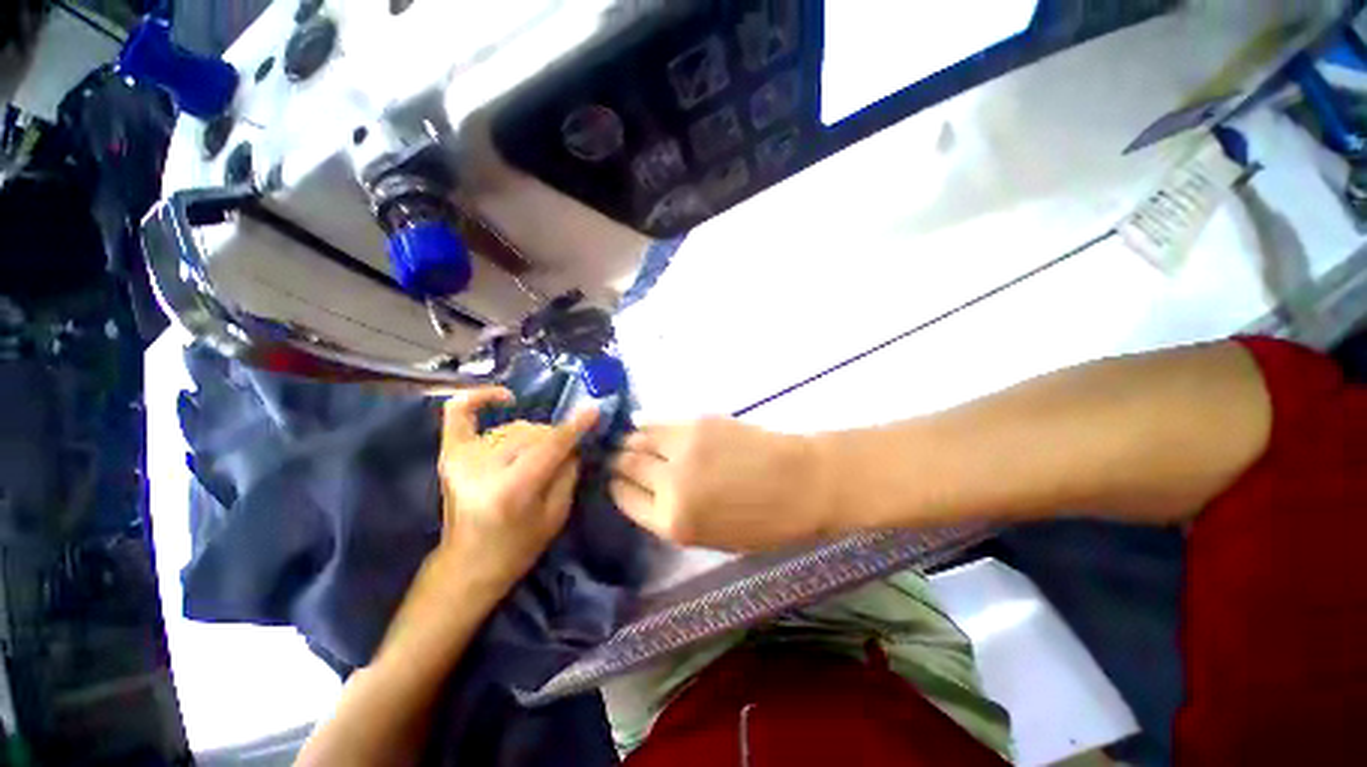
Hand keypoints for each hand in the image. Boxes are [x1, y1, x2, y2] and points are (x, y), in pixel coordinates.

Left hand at [435, 387, 599, 591]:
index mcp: (512, 488)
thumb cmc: (518, 546)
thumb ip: (568, 471)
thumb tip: (573, 440)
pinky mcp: (449, 453)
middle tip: (561, 457)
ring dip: (532, 436)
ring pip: (514, 427)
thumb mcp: (557, 514)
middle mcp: (483, 468)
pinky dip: (480, 398)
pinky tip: (505, 398)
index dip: (575, 426)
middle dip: (554, 440)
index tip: (594, 410)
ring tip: (534, 456)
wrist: (468, 563)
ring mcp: (461, 457)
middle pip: (533, 433)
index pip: (550, 445)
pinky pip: (459, 411)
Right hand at [609, 417, 831, 550]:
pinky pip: (659, 422)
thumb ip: (673, 516)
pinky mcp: (696, 423)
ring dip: (630, 440)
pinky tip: (644, 424)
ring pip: (638, 438)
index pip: (625, 499)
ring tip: (631, 441)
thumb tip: (647, 492)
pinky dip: (647, 424)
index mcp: (673, 522)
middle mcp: (670, 484)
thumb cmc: (763, 521)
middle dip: (618, 462)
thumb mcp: (712, 537)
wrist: (802, 483)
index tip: (616, 480)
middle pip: (626, 465)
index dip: (617, 487)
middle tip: (619, 458)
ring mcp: (682, 448)